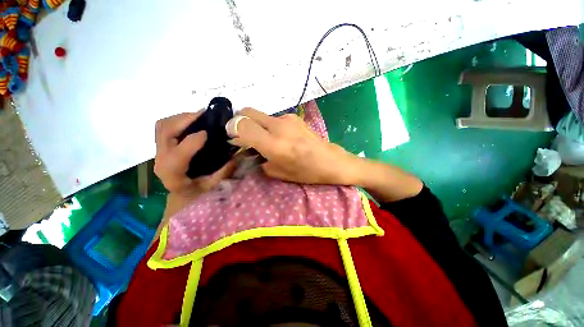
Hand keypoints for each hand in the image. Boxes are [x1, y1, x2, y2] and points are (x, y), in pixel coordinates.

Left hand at [154, 112, 236, 198]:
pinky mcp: (162, 147)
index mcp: (173, 173)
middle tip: (204, 114)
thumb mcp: (214, 185)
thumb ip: (225, 170)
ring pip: (162, 126)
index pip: (178, 153)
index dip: (193, 140)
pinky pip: (164, 128)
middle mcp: (161, 160)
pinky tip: (193, 123)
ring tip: (199, 117)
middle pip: (164, 131)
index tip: (209, 132)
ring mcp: (158, 152)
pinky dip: (178, 121)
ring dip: (180, 118)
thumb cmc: (197, 193)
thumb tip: (237, 155)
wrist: (181, 196)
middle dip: (184, 119)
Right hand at [226, 108, 359, 184]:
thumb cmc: (306, 172)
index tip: (231, 136)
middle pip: (247, 111)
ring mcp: (287, 119)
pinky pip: (273, 118)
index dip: (231, 128)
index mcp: (273, 144)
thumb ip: (259, 159)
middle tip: (242, 135)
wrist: (330, 161)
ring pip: (261, 115)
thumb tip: (247, 150)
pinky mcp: (294, 117)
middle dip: (239, 121)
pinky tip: (278, 137)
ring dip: (256, 124)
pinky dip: (268, 125)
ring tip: (263, 139)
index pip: (242, 125)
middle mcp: (278, 126)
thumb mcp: (278, 172)